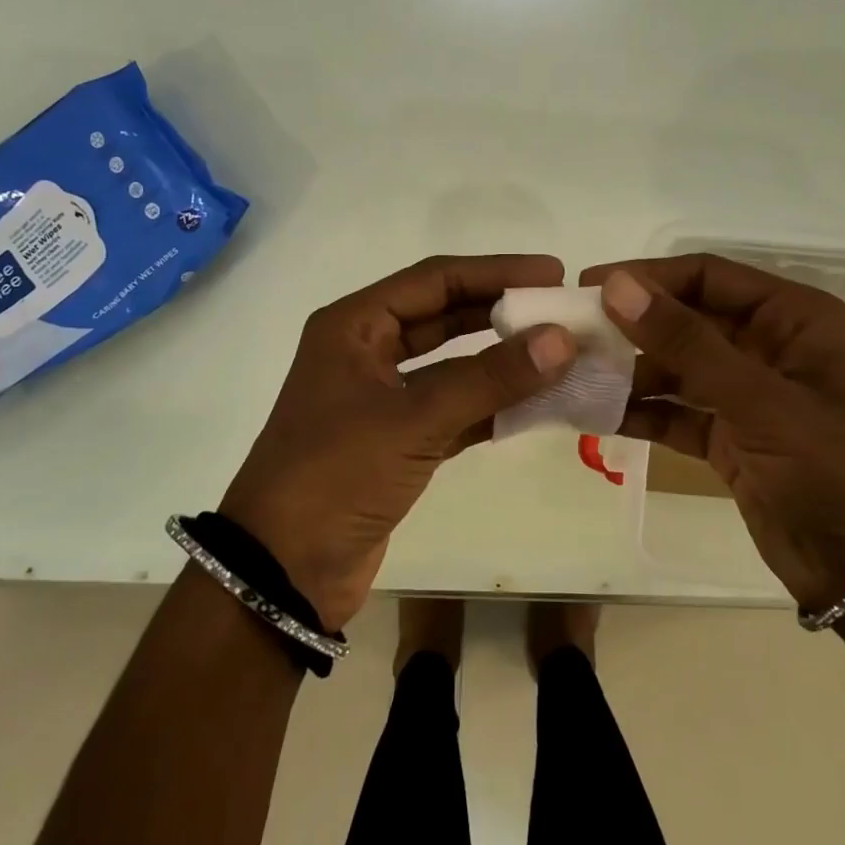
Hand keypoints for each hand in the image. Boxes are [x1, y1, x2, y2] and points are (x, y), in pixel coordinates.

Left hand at [220, 255, 577, 629]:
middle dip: (501, 312)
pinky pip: (454, 408)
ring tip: (561, 354)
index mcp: (354, 326)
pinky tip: (538, 405)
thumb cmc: (336, 475)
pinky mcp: (397, 440)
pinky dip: (491, 407)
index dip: (495, 272)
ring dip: (501, 361)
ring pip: (452, 364)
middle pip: (444, 316)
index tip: (551, 273)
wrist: (282, 572)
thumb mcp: (413, 420)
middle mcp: (366, 351)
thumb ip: (489, 378)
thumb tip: (562, 339)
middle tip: (561, 311)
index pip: (435, 280)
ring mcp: (381, 397)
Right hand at [583, 254, 844, 614]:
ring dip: (629, 370)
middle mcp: (768, 345)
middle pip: (686, 318)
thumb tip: (617, 287)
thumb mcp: (762, 402)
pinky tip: (596, 414)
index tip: (587, 287)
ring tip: (575, 375)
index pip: (707, 276)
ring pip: (675, 365)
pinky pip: (675, 409)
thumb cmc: (836, 471)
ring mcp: (747, 393)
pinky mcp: (729, 434)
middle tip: (569, 332)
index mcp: (792, 318)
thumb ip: (688, 343)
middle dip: (631, 325)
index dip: (647, 277)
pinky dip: (641, 410)